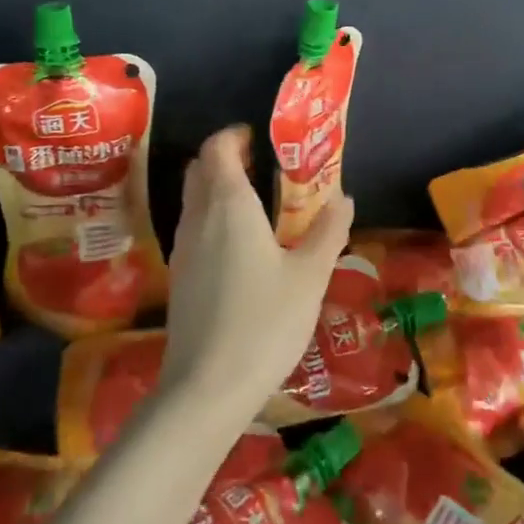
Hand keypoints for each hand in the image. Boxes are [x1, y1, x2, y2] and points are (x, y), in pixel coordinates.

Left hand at [162, 126, 354, 415]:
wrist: (207, 387)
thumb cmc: (265, 322)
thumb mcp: (310, 276)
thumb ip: (328, 233)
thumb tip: (345, 199)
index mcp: (230, 205)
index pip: (218, 149)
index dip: (234, 136)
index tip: (258, 138)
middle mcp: (199, 217)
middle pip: (200, 170)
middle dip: (224, 159)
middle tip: (260, 167)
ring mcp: (183, 248)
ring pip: (193, 199)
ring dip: (216, 189)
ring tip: (256, 204)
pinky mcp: (178, 276)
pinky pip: (192, 227)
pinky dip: (211, 218)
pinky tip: (239, 246)